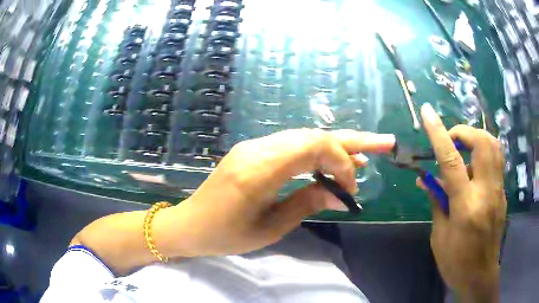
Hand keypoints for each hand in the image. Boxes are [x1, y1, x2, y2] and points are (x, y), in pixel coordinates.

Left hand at [170, 129, 394, 256]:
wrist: (189, 224)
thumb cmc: (225, 236)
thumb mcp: (270, 228)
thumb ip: (307, 203)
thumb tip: (341, 193)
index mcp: (259, 171)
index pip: (313, 146)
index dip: (341, 162)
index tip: (350, 189)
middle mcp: (257, 149)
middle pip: (313, 134)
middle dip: (353, 140)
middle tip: (386, 143)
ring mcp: (253, 146)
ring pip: (305, 137)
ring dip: (337, 145)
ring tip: (367, 152)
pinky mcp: (252, 151)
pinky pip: (292, 145)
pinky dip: (317, 152)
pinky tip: (333, 160)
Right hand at [418, 103, 505, 301]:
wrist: (480, 276)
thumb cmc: (455, 261)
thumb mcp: (439, 235)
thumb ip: (437, 201)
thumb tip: (427, 177)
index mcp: (466, 207)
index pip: (452, 160)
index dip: (439, 133)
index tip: (427, 112)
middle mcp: (487, 192)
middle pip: (483, 142)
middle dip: (465, 131)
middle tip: (452, 139)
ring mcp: (498, 191)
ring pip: (494, 147)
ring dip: (477, 139)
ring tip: (464, 150)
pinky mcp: (503, 193)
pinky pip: (496, 162)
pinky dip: (483, 156)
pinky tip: (474, 172)